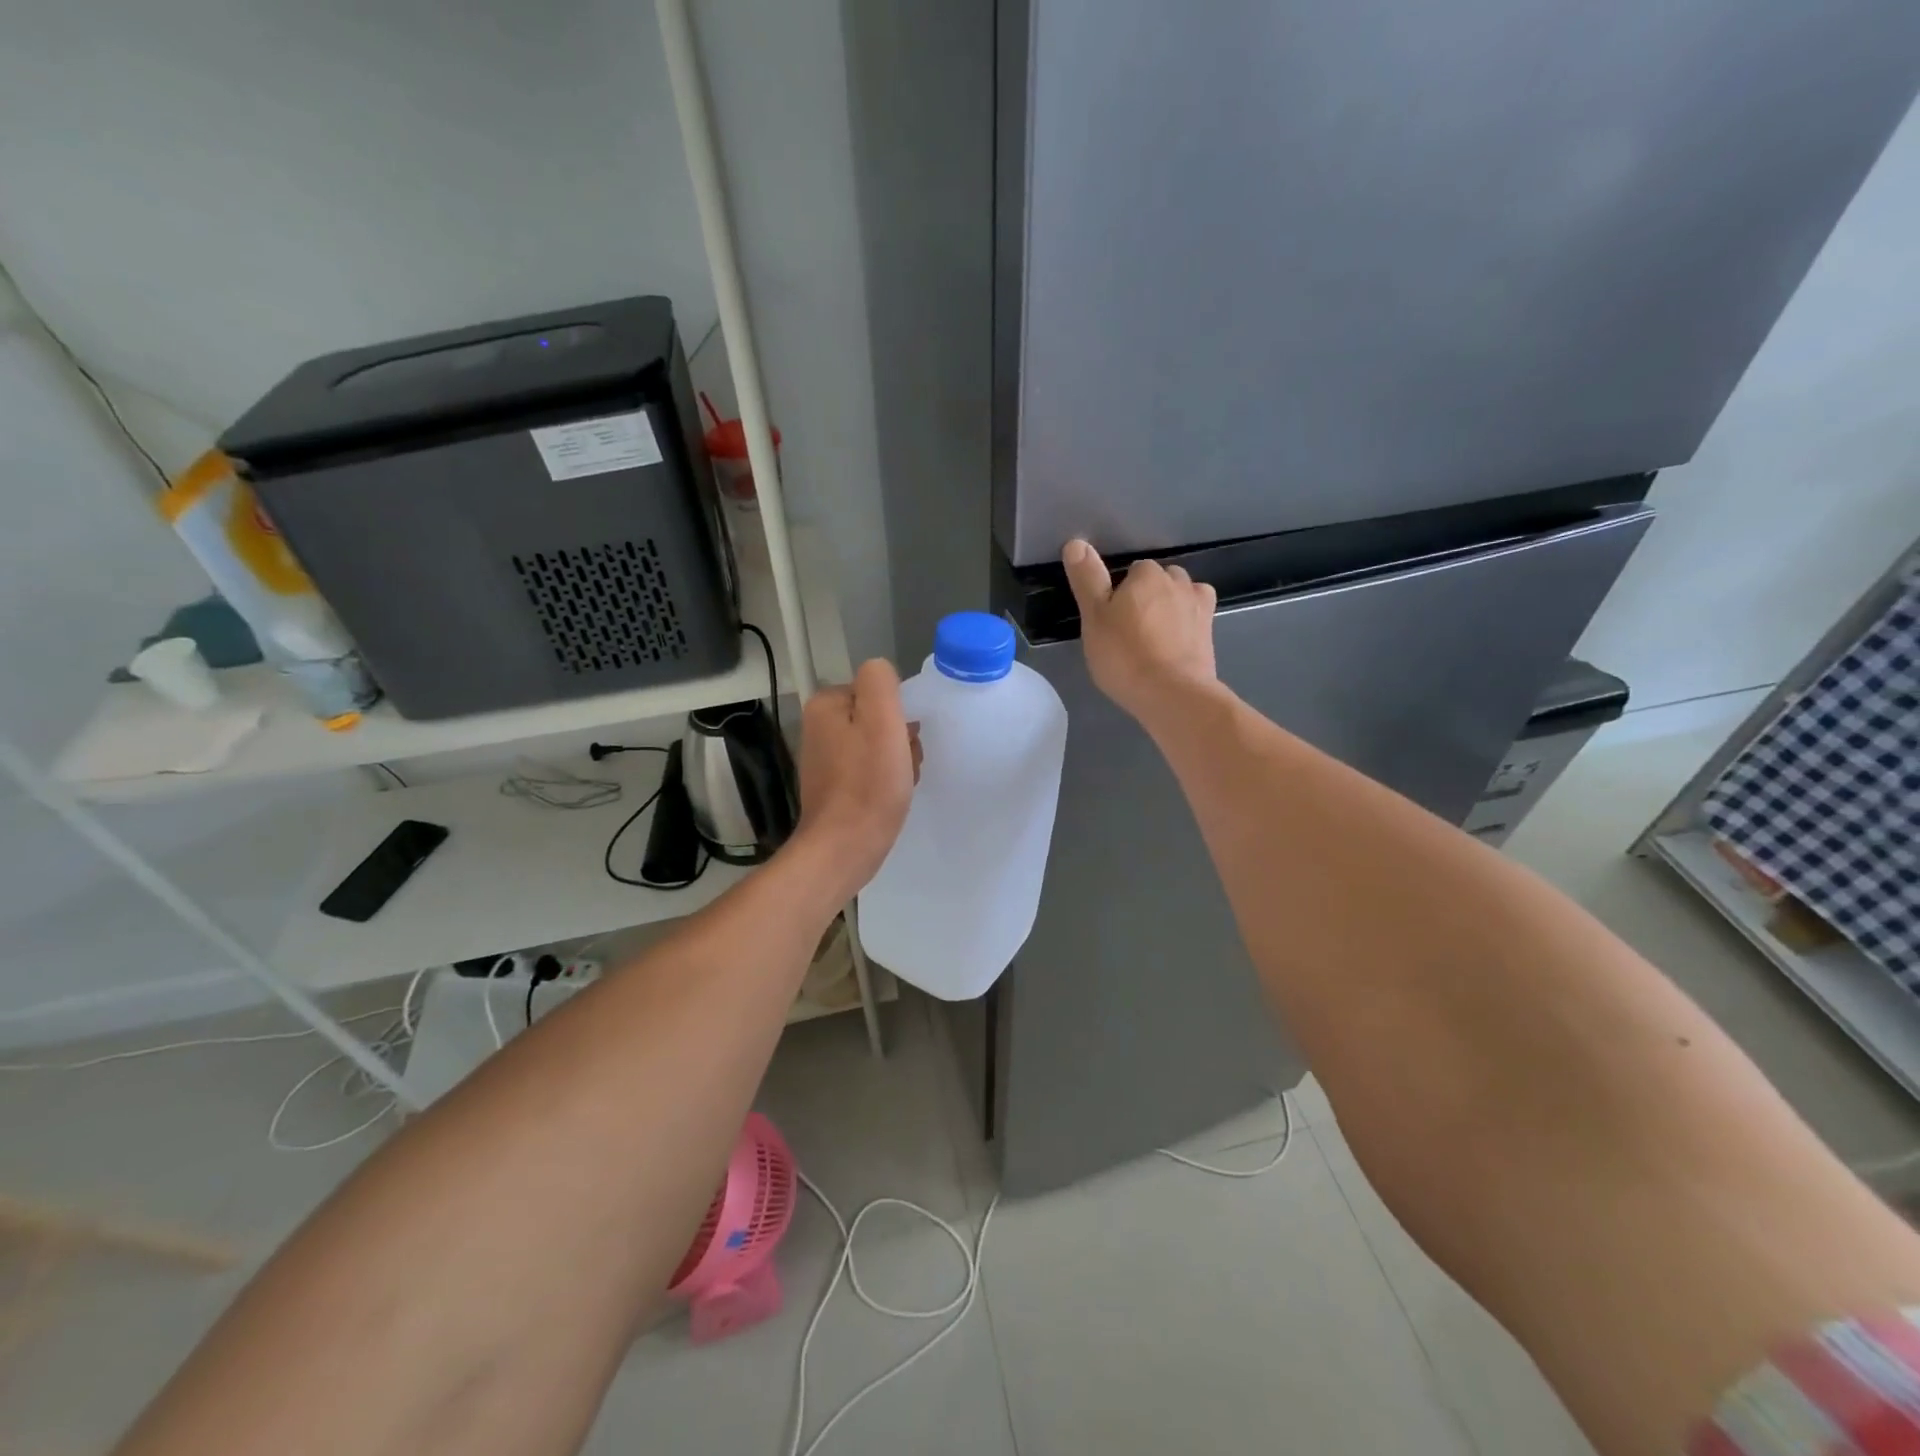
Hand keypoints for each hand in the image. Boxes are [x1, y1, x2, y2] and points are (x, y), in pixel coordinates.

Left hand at [793, 658, 919, 894]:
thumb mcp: (882, 720)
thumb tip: (881, 675)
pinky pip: (869, 769)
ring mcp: (825, 758)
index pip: (878, 690)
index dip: (899, 714)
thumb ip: (881, 682)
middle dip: (899, 738)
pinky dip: (885, 780)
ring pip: (877, 744)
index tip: (905, 740)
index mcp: (826, 705)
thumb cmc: (868, 783)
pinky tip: (890, 797)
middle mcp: (819, 727)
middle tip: (904, 764)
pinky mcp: (833, 786)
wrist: (845, 847)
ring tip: (900, 782)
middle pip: (877, 717)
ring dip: (897, 760)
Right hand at [1062, 538, 1218, 724]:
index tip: (1110, 618)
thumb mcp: (1093, 617)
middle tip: (1128, 630)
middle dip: (1147, 597)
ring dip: (1169, 609)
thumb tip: (1077, 542)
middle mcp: (1178, 582)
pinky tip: (1173, 647)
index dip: (1119, 593)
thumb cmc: (1125, 655)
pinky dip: (1185, 627)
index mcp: (1147, 574)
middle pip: (1159, 581)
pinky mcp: (1210, 634)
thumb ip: (1087, 579)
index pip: (1132, 571)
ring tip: (1152, 639)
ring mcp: (1199, 608)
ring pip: (1180, 597)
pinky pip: (1195, 620)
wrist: (1173, 694)